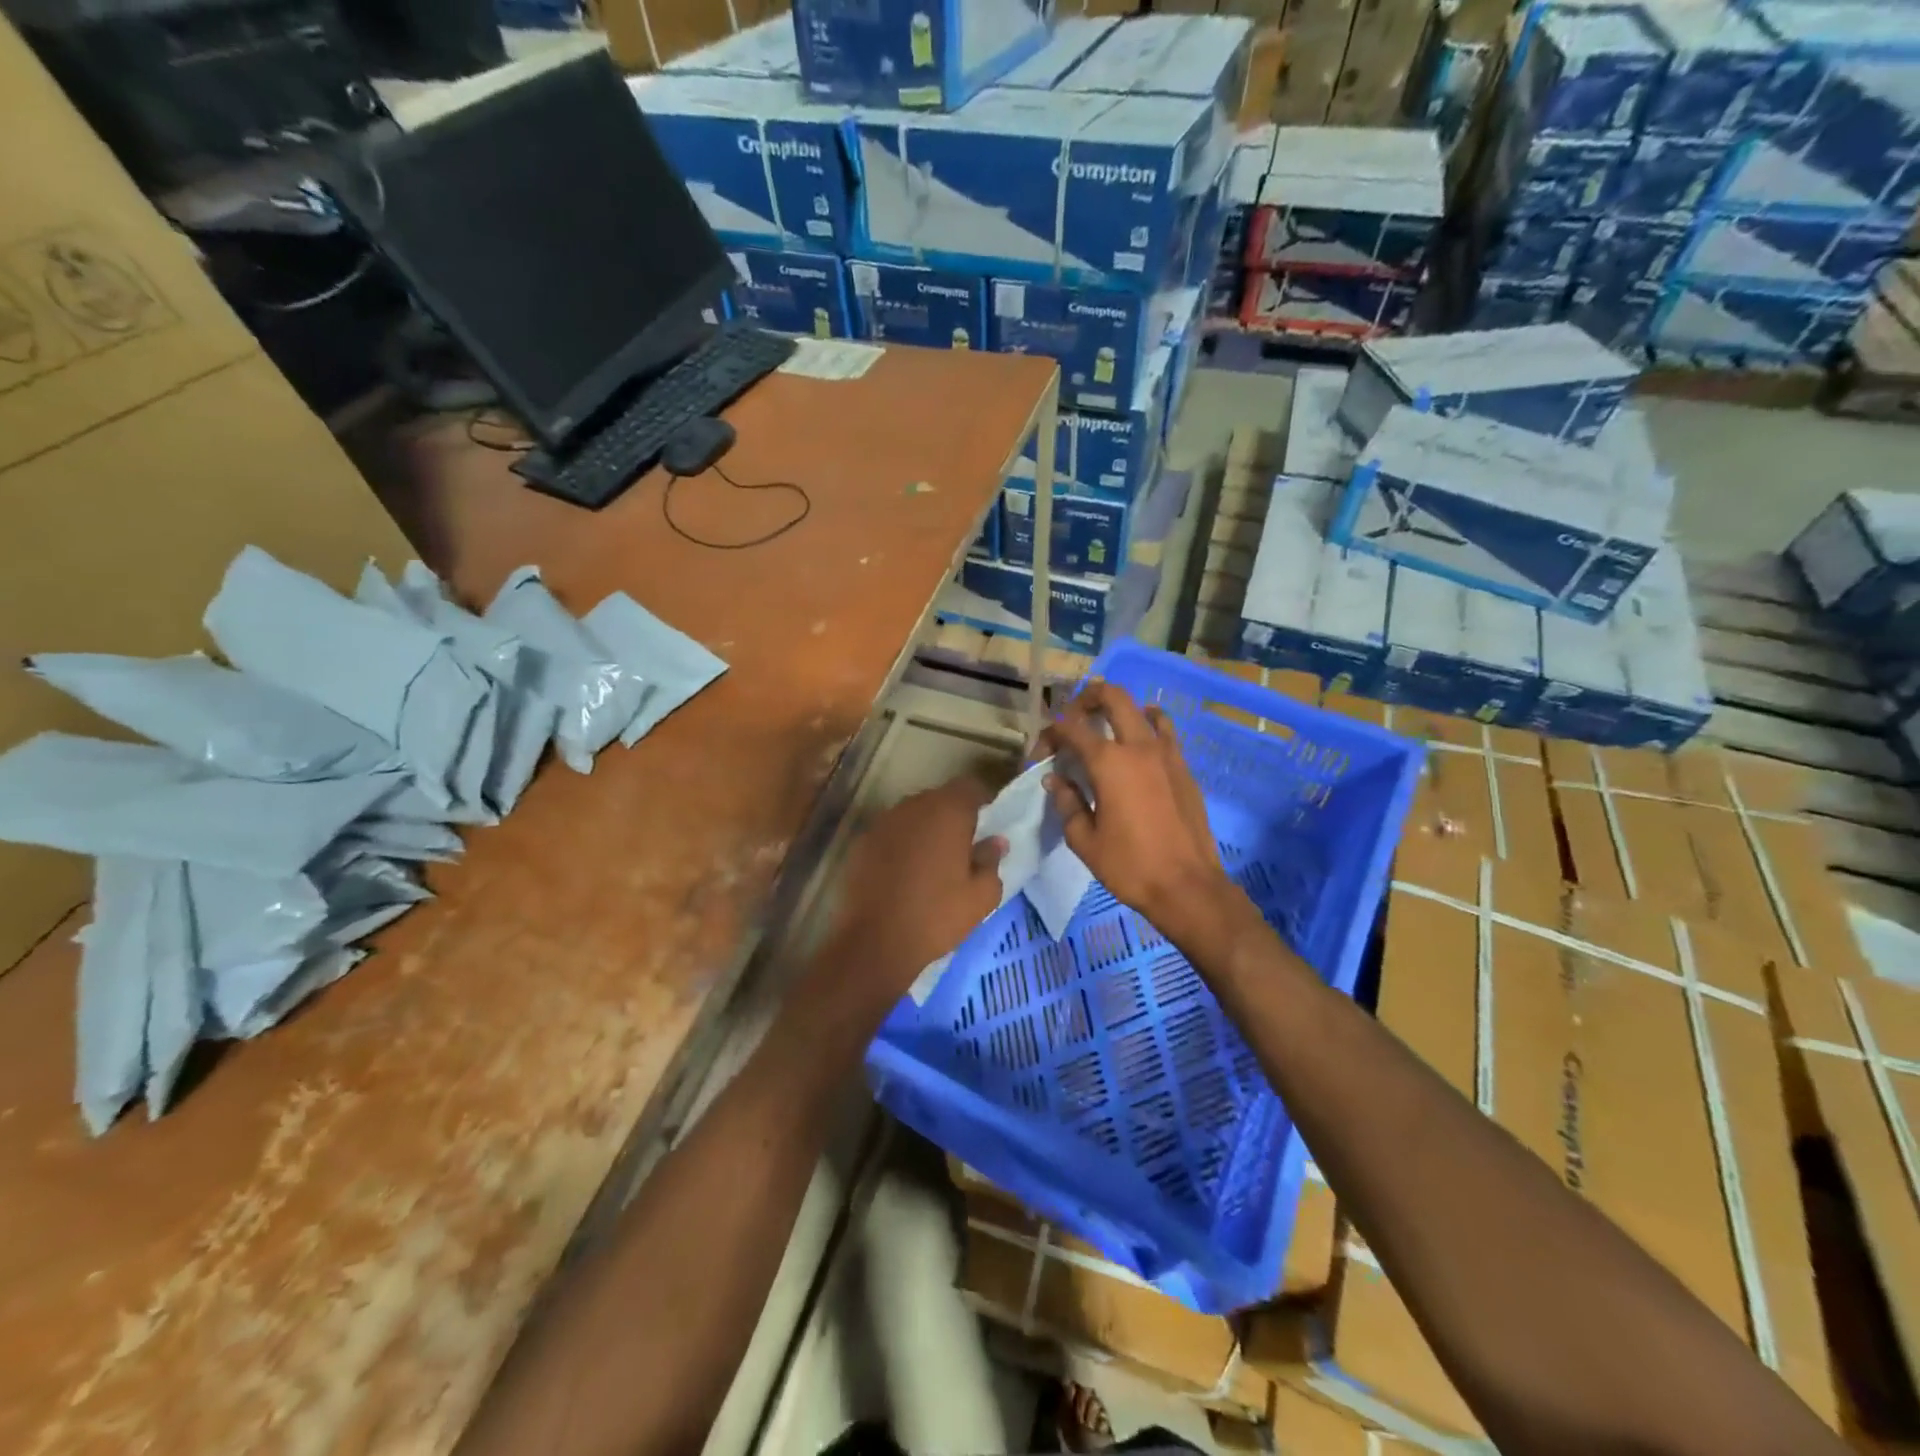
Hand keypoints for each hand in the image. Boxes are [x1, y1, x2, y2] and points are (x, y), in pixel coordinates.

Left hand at [826, 778, 1007, 1006]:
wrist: (876, 942)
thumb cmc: (937, 915)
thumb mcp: (981, 895)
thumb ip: (991, 860)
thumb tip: (995, 841)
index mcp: (947, 811)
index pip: (970, 787)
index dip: (981, 802)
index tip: (987, 825)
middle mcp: (913, 806)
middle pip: (940, 798)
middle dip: (953, 815)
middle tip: (963, 846)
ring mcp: (884, 822)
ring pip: (914, 815)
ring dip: (926, 829)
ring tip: (933, 861)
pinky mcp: (862, 842)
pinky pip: (892, 833)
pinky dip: (902, 843)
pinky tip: (905, 872)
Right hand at [1040, 681, 1240, 946]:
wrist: (1188, 886)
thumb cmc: (1130, 866)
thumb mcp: (1084, 840)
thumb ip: (1067, 802)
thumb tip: (1055, 779)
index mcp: (1109, 762)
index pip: (1070, 727)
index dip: (1050, 734)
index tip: (1042, 754)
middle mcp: (1139, 746)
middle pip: (1112, 697)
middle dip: (1087, 700)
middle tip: (1073, 720)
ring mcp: (1167, 754)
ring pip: (1143, 709)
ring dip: (1120, 711)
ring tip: (1107, 732)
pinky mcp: (1184, 768)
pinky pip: (1165, 732)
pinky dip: (1148, 728)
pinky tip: (1138, 750)